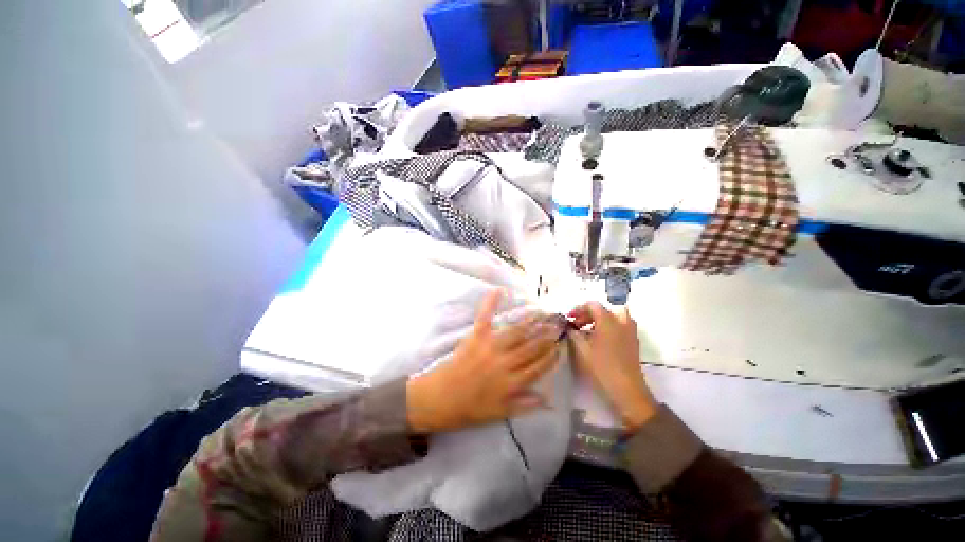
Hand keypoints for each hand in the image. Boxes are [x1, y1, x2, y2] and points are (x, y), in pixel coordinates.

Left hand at [407, 290, 559, 432]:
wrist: (439, 398)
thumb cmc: (469, 409)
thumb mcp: (500, 413)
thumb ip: (524, 404)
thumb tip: (548, 399)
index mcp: (512, 383)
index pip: (538, 367)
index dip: (551, 357)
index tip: (559, 348)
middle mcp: (505, 363)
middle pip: (531, 347)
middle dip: (546, 337)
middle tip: (557, 327)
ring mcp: (490, 347)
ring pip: (516, 332)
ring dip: (531, 322)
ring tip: (541, 314)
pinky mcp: (476, 337)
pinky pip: (485, 317)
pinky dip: (490, 303)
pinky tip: (498, 290)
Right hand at [568, 302, 657, 431]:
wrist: (627, 390)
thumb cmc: (602, 367)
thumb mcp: (582, 350)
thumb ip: (573, 334)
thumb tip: (569, 327)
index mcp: (608, 321)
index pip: (592, 304)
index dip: (578, 309)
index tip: (569, 318)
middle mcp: (621, 322)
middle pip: (604, 309)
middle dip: (588, 313)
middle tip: (577, 324)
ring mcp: (630, 331)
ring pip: (614, 316)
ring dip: (600, 319)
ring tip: (588, 330)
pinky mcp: (633, 341)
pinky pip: (620, 325)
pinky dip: (609, 326)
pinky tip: (599, 339)